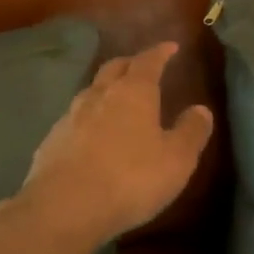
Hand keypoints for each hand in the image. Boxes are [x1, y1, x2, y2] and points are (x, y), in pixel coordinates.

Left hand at [14, 42, 214, 248]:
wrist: (63, 207)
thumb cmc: (130, 179)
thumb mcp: (176, 160)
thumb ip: (191, 132)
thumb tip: (201, 110)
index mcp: (133, 93)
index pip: (148, 61)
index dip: (160, 52)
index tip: (170, 47)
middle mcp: (99, 95)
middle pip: (114, 68)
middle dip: (130, 64)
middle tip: (143, 67)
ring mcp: (70, 116)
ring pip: (91, 91)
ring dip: (106, 89)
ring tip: (117, 99)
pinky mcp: (51, 140)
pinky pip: (74, 118)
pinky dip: (88, 117)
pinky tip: (92, 134)